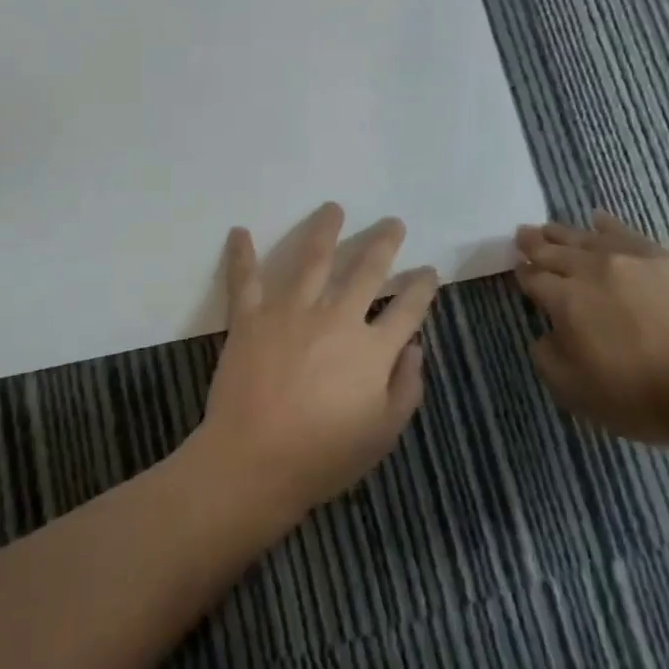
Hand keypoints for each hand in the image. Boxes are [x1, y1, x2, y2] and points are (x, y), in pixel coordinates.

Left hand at [194, 202, 439, 522]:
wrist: (254, 461)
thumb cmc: (323, 455)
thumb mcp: (383, 433)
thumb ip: (406, 387)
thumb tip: (414, 347)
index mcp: (372, 349)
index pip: (407, 308)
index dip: (422, 287)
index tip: (429, 271)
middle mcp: (336, 318)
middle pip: (367, 270)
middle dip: (384, 243)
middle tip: (393, 223)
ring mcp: (290, 312)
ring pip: (312, 259)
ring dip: (325, 230)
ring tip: (333, 208)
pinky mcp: (251, 318)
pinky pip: (245, 280)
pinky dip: (241, 255)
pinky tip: (240, 231)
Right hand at [514, 211, 668, 443]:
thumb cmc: (643, 395)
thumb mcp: (577, 392)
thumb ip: (549, 359)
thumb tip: (545, 336)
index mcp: (565, 301)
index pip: (534, 279)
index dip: (522, 273)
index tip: (517, 268)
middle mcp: (592, 270)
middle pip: (555, 250)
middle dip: (535, 243)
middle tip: (522, 234)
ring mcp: (632, 259)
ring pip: (587, 237)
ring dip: (564, 232)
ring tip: (550, 227)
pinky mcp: (668, 258)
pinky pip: (627, 232)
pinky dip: (608, 224)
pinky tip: (600, 219)